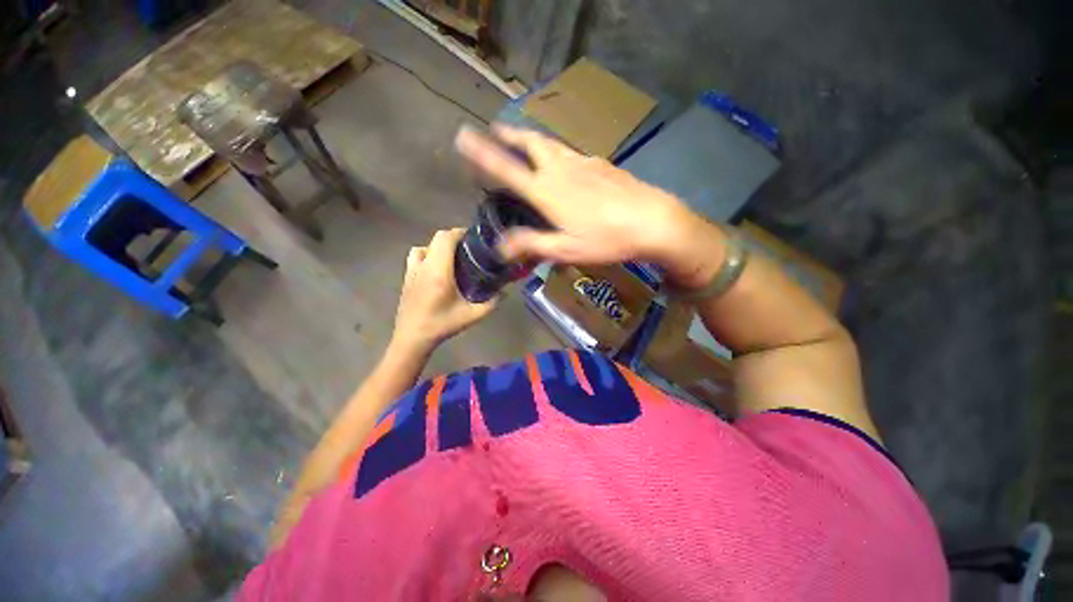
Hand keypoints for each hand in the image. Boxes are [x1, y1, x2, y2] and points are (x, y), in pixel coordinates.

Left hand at [392, 228, 497, 351]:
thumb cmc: (441, 325)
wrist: (412, 338)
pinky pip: (416, 256)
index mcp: (438, 272)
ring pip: (424, 246)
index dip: (460, 232)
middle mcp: (423, 266)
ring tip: (452, 257)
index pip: (445, 238)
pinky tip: (436, 269)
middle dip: (453, 238)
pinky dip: (427, 254)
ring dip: (439, 246)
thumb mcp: (471, 316)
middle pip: (436, 238)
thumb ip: (491, 303)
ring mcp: (412, 271)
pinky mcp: (407, 277)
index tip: (474, 238)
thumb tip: (504, 292)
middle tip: (469, 249)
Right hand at [454, 124, 724, 288]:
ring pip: (551, 144)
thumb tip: (501, 246)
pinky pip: (571, 154)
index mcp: (547, 191)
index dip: (483, 153)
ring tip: (524, 142)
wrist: (652, 221)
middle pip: (531, 143)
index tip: (464, 137)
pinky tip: (564, 166)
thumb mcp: (566, 250)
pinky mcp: (600, 163)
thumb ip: (532, 244)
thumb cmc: (606, 239)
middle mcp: (560, 169)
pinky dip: (557, 153)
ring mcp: (582, 162)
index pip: (507, 169)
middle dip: (511, 135)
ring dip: (533, 140)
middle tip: (497, 131)